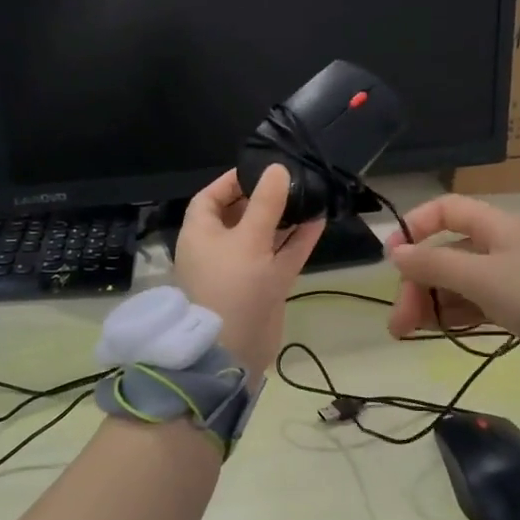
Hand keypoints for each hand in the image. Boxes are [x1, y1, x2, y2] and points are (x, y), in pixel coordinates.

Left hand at [174, 166, 323, 378]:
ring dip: (286, 217)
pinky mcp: (264, 285)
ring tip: (310, 194)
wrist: (233, 351)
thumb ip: (267, 204)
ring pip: (265, 235)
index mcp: (201, 234)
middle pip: (241, 214)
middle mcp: (219, 248)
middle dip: (265, 197)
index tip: (261, 168)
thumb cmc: (232, 286)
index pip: (211, 197)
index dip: (233, 181)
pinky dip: (298, 239)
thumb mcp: (249, 239)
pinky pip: (281, 255)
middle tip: (293, 178)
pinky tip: (319, 220)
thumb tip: (278, 169)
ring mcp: (243, 268)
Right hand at [386, 194, 519, 384]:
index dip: (416, 227)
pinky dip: (451, 315)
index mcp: (495, 227)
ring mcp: (508, 279)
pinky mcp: (515, 308)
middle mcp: (499, 247)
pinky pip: (471, 305)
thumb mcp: (484, 278)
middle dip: (417, 283)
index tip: (392, 258)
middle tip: (398, 322)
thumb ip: (436, 264)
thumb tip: (395, 252)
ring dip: (429, 303)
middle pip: (444, 253)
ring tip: (408, 333)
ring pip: (455, 283)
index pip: (446, 210)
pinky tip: (435, 332)